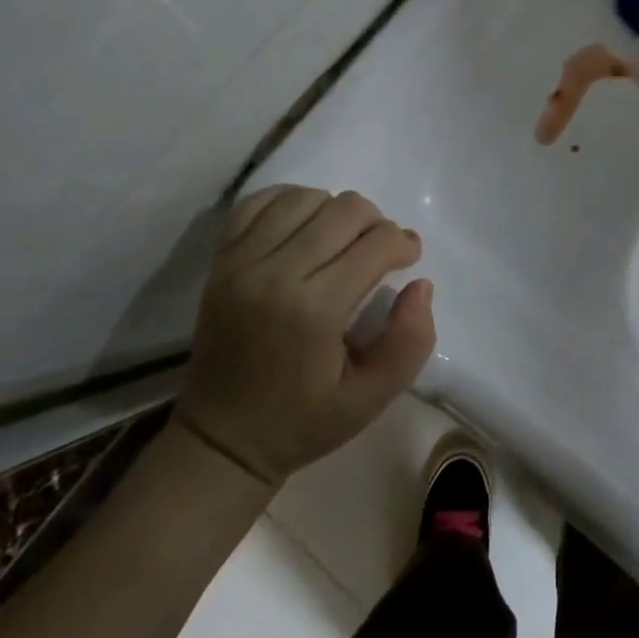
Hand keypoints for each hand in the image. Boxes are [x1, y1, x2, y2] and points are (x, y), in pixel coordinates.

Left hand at [176, 186, 436, 485]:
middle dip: (377, 223)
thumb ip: (409, 343)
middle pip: (344, 209)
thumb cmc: (301, 422)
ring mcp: (241, 261)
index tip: (409, 259)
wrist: (218, 440)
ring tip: (342, 239)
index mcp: (314, 310)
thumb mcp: (370, 400)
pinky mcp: (221, 259)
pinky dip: (290, 201)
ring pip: (305, 197)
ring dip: (335, 210)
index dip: (404, 243)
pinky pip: (259, 202)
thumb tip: (420, 285)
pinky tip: (306, 224)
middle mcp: (275, 273)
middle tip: (380, 251)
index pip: (376, 243)